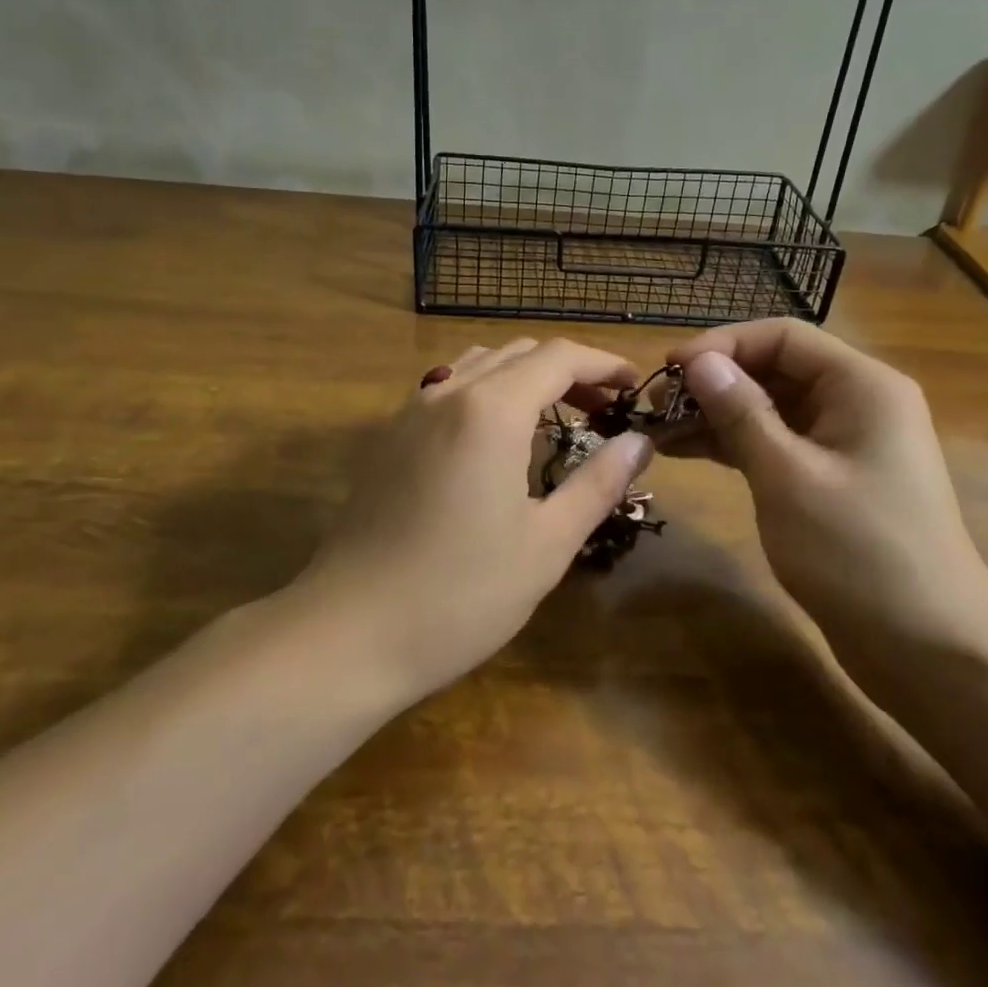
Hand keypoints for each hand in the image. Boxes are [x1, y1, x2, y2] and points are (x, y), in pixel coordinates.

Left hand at [300, 338, 650, 701]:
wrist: (348, 633)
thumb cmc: (460, 595)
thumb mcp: (546, 544)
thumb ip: (597, 483)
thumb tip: (639, 442)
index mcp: (491, 410)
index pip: (558, 356)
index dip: (603, 363)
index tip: (634, 387)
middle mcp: (448, 393)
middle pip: (520, 352)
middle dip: (569, 369)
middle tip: (604, 408)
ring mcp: (411, 411)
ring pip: (480, 363)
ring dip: (526, 375)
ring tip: (556, 415)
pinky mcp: (389, 436)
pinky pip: (448, 387)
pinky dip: (488, 390)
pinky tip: (498, 437)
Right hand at [667, 319, 987, 685]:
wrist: (929, 650)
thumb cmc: (859, 552)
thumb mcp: (788, 476)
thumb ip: (741, 412)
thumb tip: (699, 361)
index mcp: (861, 385)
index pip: (783, 337)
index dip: (722, 344)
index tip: (669, 369)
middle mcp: (856, 402)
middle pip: (775, 369)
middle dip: (714, 383)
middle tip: (654, 406)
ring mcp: (844, 443)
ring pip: (770, 409)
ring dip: (715, 415)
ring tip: (657, 431)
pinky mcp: (831, 479)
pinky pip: (775, 444)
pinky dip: (733, 445)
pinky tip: (685, 451)